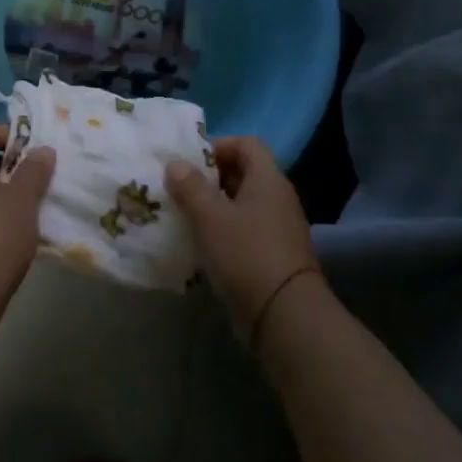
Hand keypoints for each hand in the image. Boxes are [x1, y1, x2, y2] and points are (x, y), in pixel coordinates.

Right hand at [166, 137, 317, 341]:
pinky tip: (203, 246)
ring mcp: (279, 229)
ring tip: (185, 217)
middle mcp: (278, 199)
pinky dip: (224, 232)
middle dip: (211, 178)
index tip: (191, 163)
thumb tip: (175, 164)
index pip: (247, 144)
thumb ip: (190, 186)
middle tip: (181, 189)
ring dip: (215, 207)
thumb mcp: (209, 216)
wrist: (285, 317)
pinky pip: (246, 231)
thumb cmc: (246, 254)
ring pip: (243, 205)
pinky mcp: (275, 256)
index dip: (219, 146)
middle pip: (244, 173)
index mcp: (268, 180)